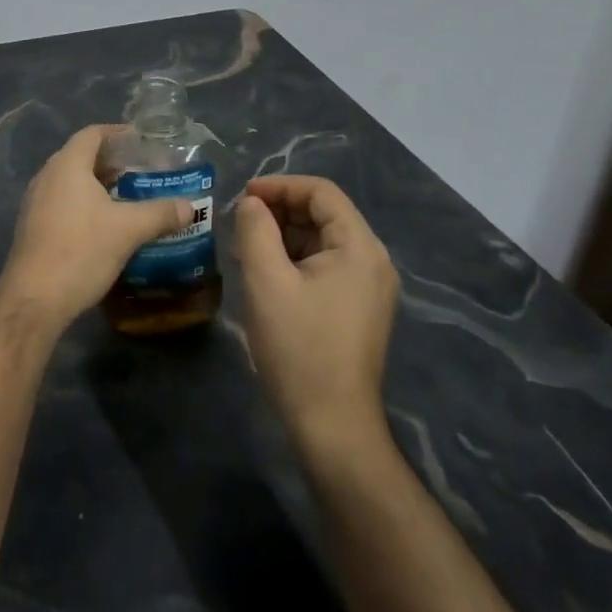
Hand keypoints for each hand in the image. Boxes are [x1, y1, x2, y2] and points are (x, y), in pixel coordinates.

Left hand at [0, 125, 192, 328]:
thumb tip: (189, 206)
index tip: (142, 141)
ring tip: (128, 197)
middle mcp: (47, 176)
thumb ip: (159, 213)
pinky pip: (62, 201)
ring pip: (71, 181)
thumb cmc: (81, 251)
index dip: (117, 133)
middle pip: (81, 156)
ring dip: (98, 185)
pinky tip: (105, 224)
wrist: (34, 298)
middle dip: (112, 161)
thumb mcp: (127, 230)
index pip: (92, 134)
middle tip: (142, 172)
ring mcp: (35, 202)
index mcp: (67, 165)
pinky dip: (84, 203)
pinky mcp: (33, 226)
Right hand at [234, 175, 398, 451]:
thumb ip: (255, 229)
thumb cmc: (298, 346)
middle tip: (238, 224)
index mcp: (359, 248)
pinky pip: (324, 266)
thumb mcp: (265, 279)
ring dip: (282, 236)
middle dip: (278, 211)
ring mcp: (368, 288)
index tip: (242, 196)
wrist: (331, 424)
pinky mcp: (357, 309)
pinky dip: (293, 260)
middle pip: (323, 214)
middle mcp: (372, 261)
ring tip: (244, 250)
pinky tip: (264, 276)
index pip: (321, 192)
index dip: (279, 186)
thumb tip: (252, 203)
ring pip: (320, 241)